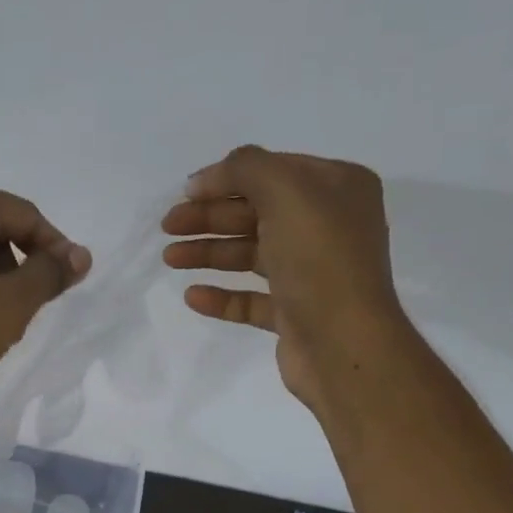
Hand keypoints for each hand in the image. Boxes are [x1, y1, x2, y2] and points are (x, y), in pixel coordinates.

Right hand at [161, 145, 403, 409]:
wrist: (344, 343)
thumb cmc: (320, 259)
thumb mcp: (287, 192)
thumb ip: (246, 169)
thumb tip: (208, 177)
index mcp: (337, 189)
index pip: (272, 171)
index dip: (226, 179)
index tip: (184, 193)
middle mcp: (328, 226)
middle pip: (256, 213)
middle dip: (209, 217)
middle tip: (168, 227)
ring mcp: (311, 272)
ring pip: (250, 254)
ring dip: (209, 252)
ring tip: (170, 259)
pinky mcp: (295, 313)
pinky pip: (251, 299)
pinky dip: (221, 295)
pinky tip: (192, 296)